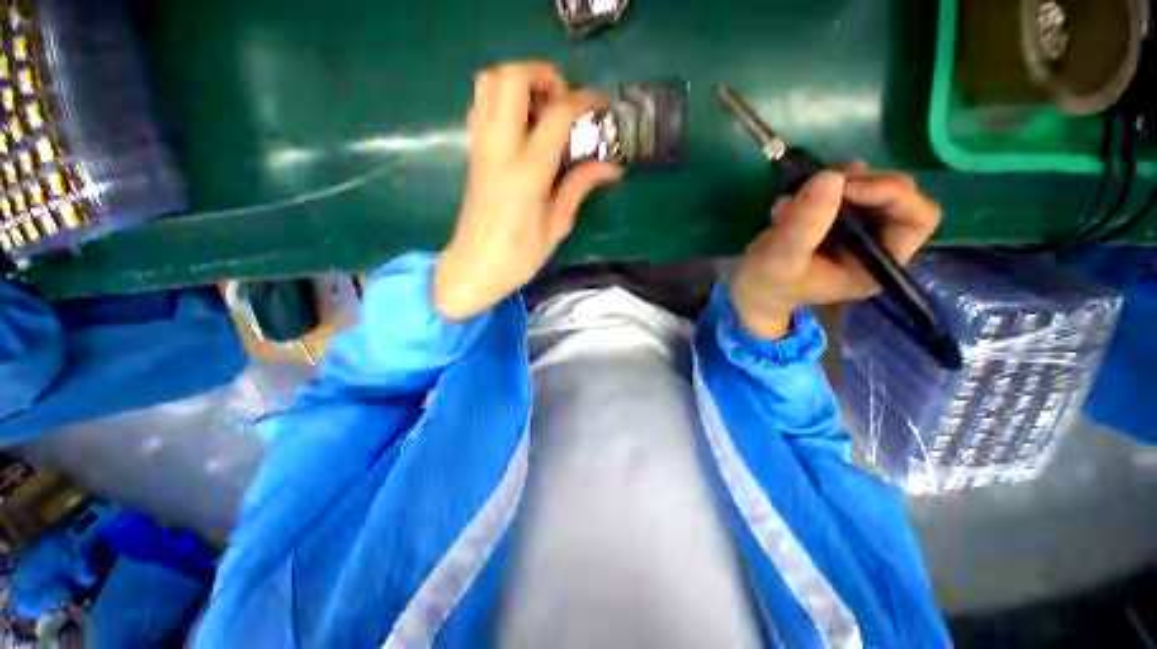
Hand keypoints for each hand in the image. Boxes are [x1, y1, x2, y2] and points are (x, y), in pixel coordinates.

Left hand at [433, 61, 622, 319]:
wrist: (474, 266)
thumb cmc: (519, 255)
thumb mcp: (557, 225)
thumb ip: (580, 187)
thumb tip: (611, 167)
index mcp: (527, 171)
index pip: (557, 114)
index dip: (584, 100)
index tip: (602, 104)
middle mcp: (499, 148)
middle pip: (511, 77)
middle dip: (543, 74)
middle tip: (565, 100)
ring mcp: (481, 146)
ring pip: (490, 82)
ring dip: (521, 81)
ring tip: (545, 108)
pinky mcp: (473, 152)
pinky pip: (482, 104)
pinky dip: (504, 98)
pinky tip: (524, 125)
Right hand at [730, 160, 940, 338]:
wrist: (751, 291)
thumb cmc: (768, 285)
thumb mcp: (781, 260)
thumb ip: (805, 224)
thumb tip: (830, 177)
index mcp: (877, 264)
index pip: (917, 218)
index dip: (890, 193)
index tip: (844, 188)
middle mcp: (877, 243)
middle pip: (897, 194)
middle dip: (860, 183)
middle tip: (818, 183)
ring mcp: (857, 229)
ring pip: (868, 185)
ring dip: (834, 183)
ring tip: (794, 200)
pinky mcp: (835, 219)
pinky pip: (840, 188)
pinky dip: (816, 187)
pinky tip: (787, 207)